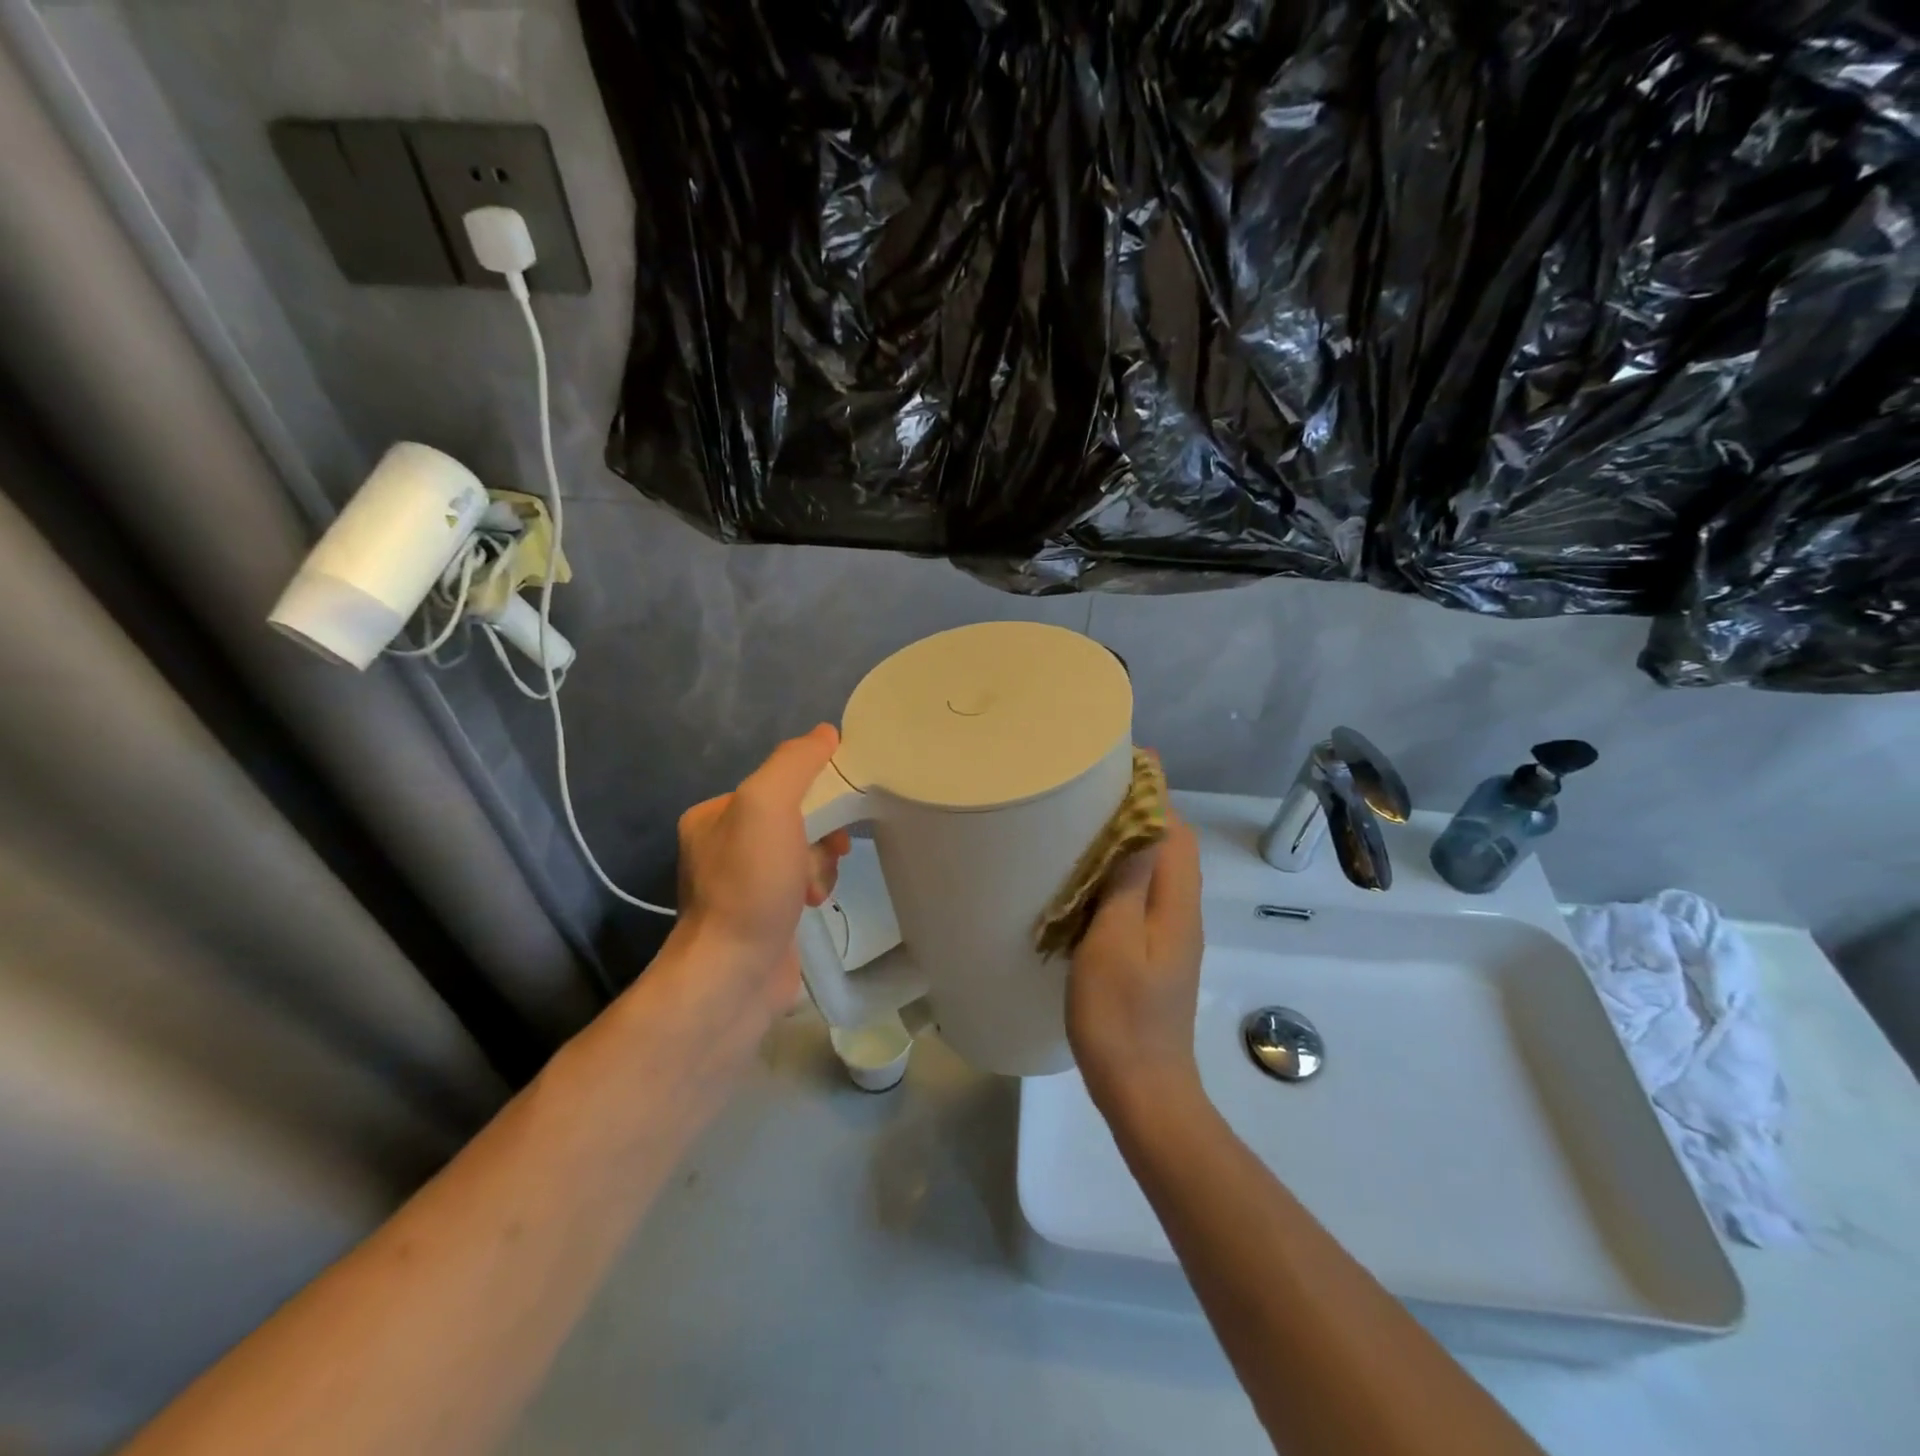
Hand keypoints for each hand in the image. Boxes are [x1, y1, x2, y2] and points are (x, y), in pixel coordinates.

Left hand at [671, 724, 851, 1019]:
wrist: (735, 975)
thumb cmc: (750, 885)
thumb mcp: (767, 805)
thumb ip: (794, 763)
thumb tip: (825, 734)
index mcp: (714, 815)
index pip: (778, 783)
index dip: (815, 791)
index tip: (836, 810)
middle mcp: (722, 846)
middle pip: (795, 818)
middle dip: (820, 835)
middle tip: (829, 852)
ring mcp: (742, 885)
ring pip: (803, 852)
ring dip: (820, 864)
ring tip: (815, 889)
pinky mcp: (762, 917)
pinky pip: (801, 884)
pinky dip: (815, 888)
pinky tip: (813, 905)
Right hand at [1067, 813, 1203, 1108]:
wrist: (1143, 1092)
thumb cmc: (1121, 1016)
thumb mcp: (1114, 944)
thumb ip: (1128, 884)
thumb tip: (1143, 825)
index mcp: (1176, 905)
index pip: (1175, 831)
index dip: (1154, 793)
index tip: (1124, 761)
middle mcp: (1182, 914)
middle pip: (1171, 847)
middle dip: (1141, 811)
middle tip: (1093, 791)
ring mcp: (1171, 938)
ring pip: (1157, 872)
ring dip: (1130, 843)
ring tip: (1085, 827)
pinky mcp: (1155, 957)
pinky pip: (1143, 898)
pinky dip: (1121, 876)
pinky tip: (1087, 884)